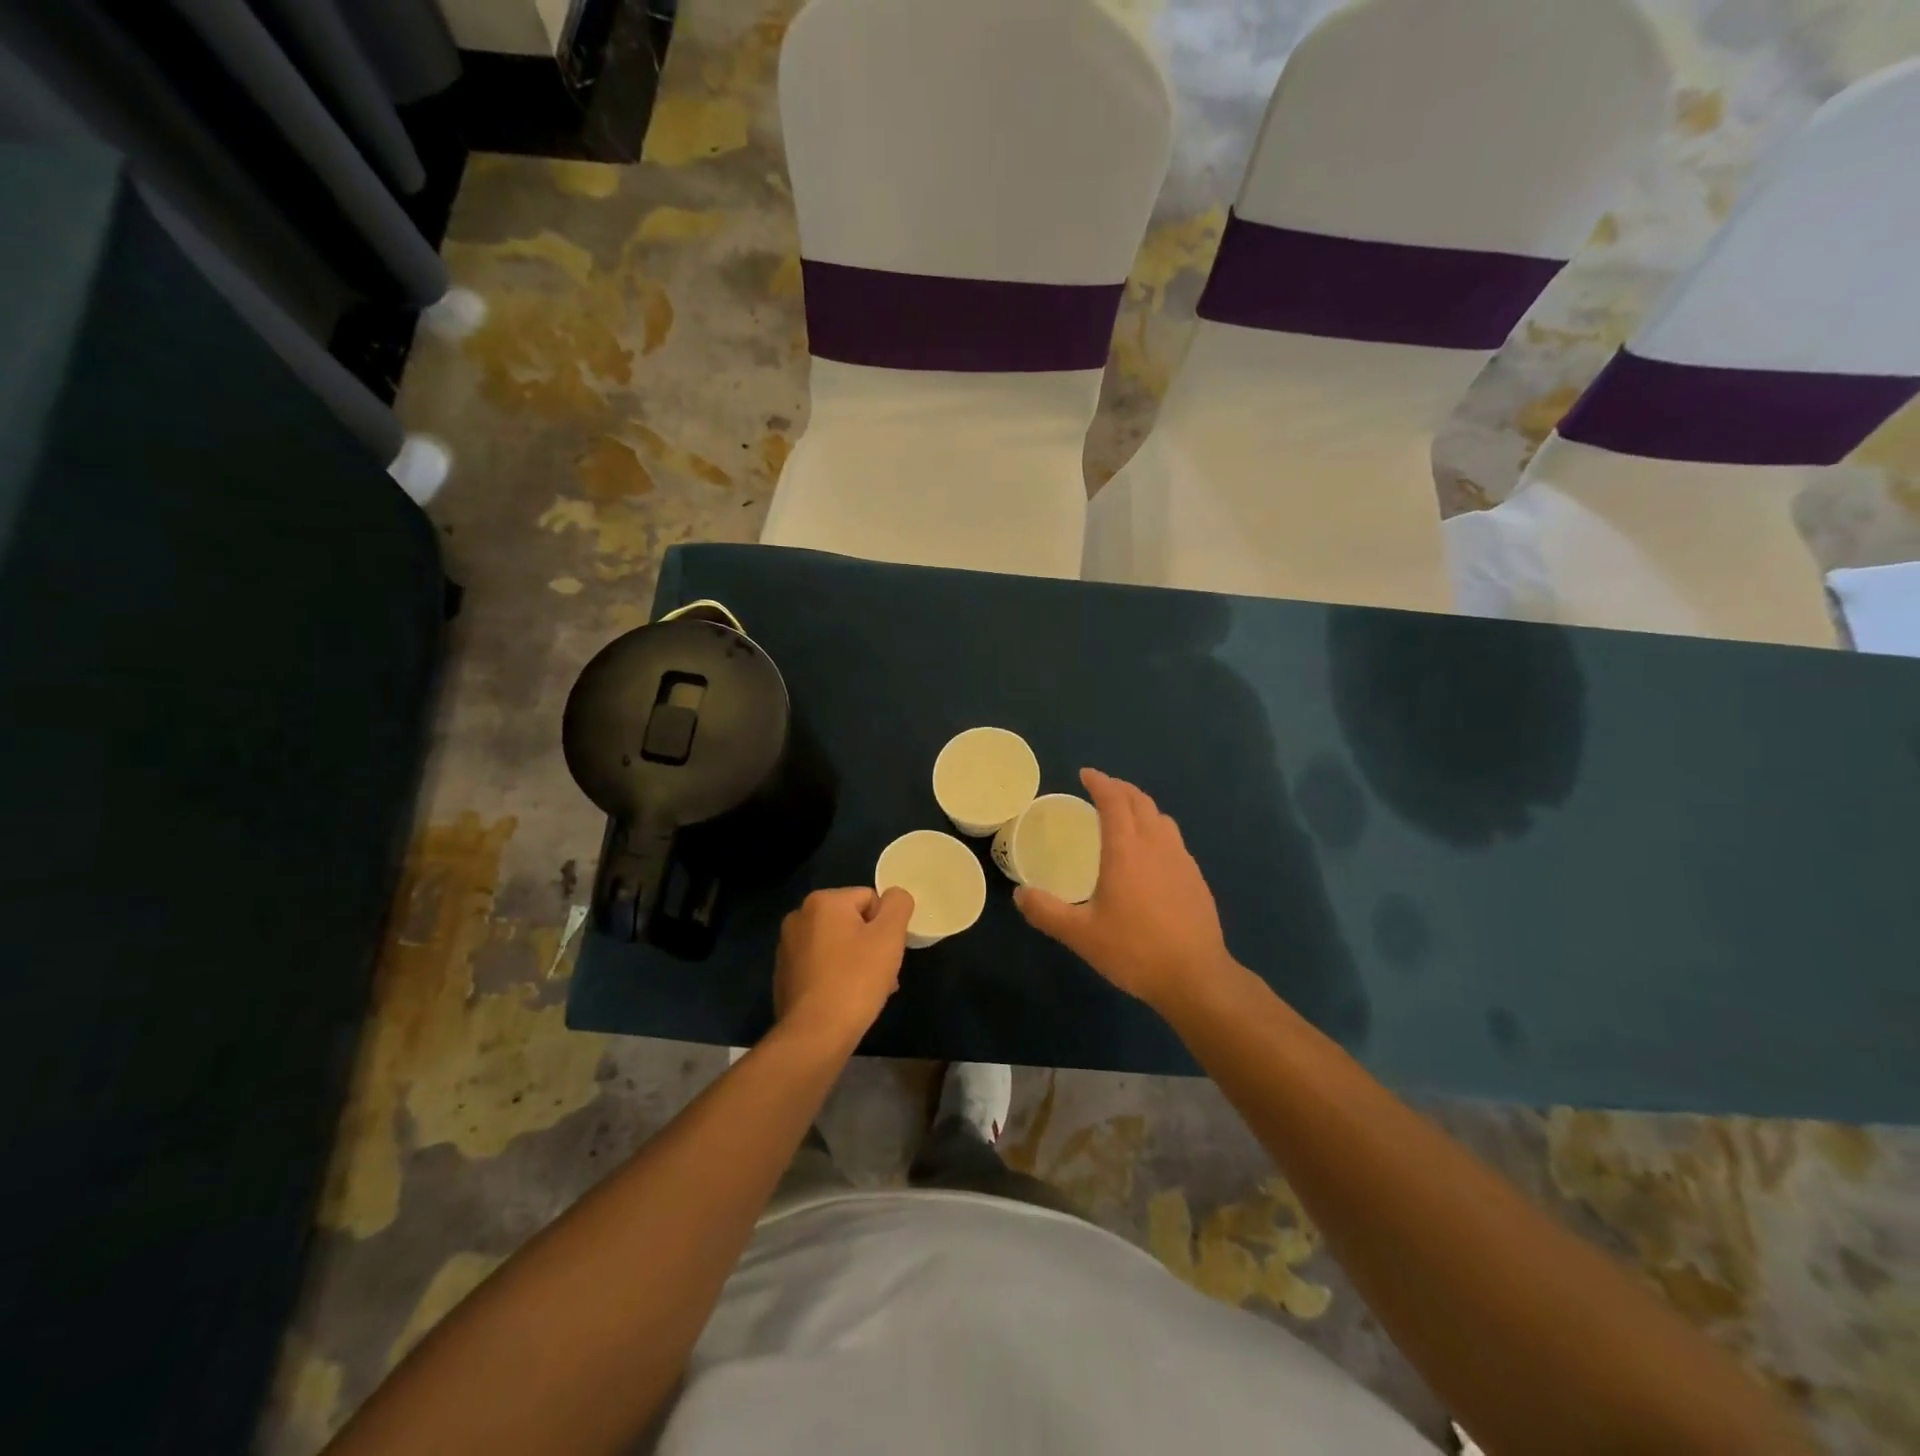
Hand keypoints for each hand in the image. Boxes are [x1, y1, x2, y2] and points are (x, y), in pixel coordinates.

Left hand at [773, 886, 914, 1044]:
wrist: (815, 1035)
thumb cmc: (856, 980)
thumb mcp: (889, 935)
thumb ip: (898, 904)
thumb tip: (895, 896)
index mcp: (822, 901)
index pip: (870, 899)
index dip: (885, 926)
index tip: (888, 954)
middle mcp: (799, 917)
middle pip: (852, 922)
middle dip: (871, 945)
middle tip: (882, 975)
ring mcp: (787, 947)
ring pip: (837, 945)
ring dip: (856, 961)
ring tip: (867, 992)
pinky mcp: (784, 975)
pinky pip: (820, 966)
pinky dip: (836, 976)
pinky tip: (845, 1000)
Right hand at [1015, 768, 1236, 1012]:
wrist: (1195, 977)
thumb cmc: (1134, 950)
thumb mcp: (1080, 935)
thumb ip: (1046, 912)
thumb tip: (1020, 894)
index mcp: (1126, 850)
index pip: (1114, 801)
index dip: (1100, 783)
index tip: (1085, 774)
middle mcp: (1156, 846)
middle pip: (1141, 802)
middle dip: (1120, 789)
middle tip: (1102, 789)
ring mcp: (1181, 860)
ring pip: (1161, 818)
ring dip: (1141, 807)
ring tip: (1126, 815)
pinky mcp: (1196, 879)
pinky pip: (1174, 840)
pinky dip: (1157, 830)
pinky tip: (1151, 854)